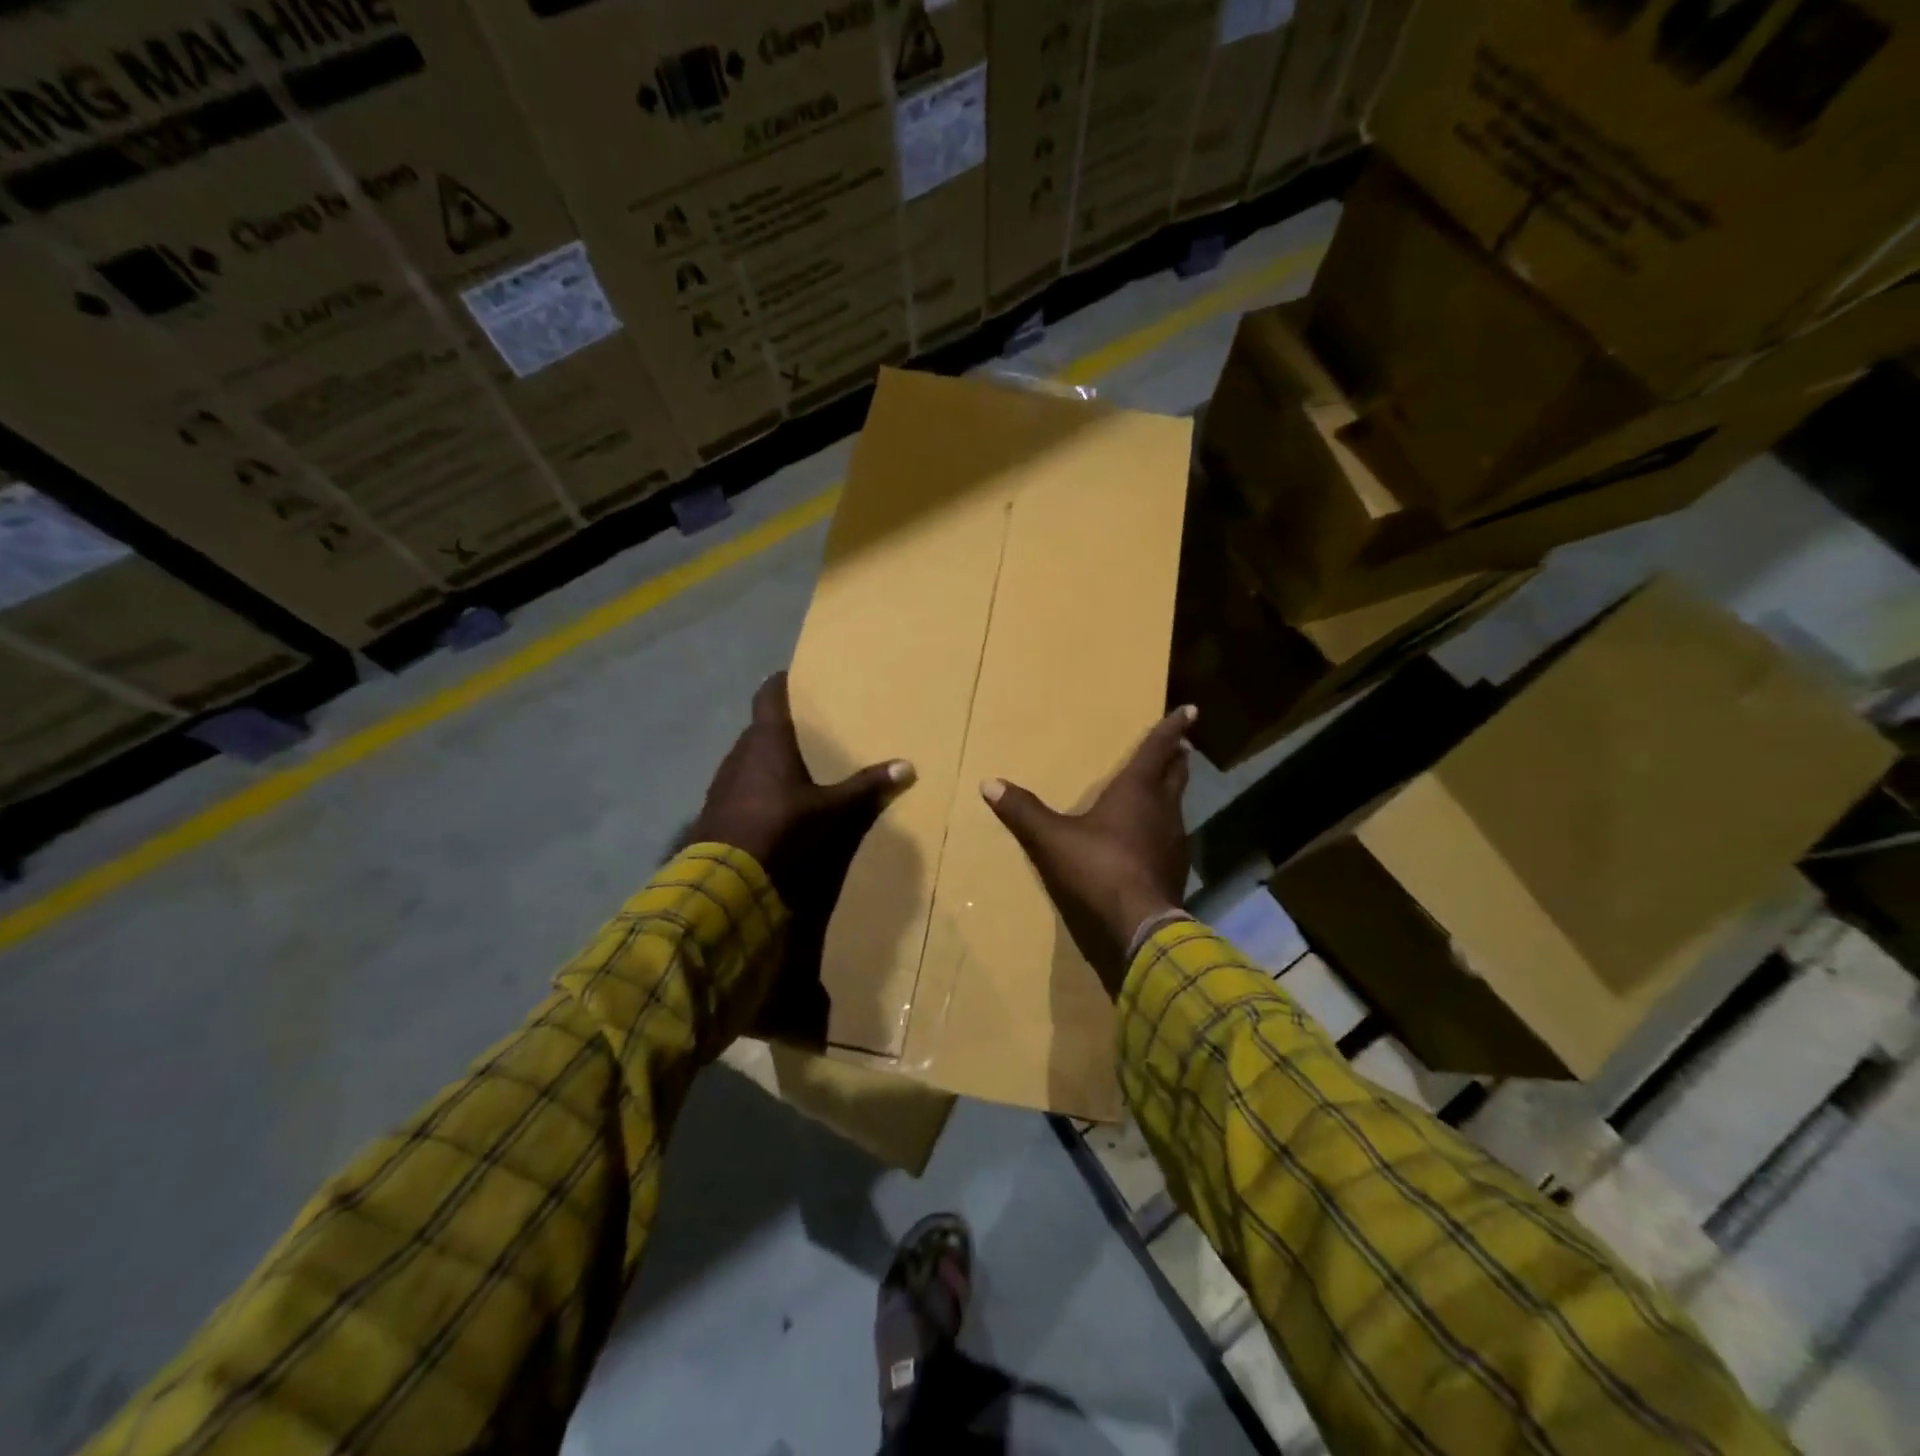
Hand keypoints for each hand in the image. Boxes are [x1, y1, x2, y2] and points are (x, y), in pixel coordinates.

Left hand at [693, 672, 914, 1026]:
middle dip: (779, 727)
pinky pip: (738, 784)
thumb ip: (865, 788)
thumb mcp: (830, 810)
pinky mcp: (714, 807)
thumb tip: (908, 767)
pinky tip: (769, 801)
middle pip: (759, 728)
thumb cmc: (781, 827)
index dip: (779, 683)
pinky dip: (753, 784)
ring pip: (746, 757)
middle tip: (804, 729)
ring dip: (764, 758)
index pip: (768, 697)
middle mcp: (740, 752)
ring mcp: (722, 780)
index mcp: (767, 741)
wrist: (724, 875)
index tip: (791, 675)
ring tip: (789, 766)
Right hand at [980, 705, 1195, 994]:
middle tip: (1180, 746)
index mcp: (1137, 791)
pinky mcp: (1176, 868)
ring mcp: (1174, 840)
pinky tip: (1153, 839)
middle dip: (1177, 757)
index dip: (1172, 727)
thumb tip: (989, 783)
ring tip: (1163, 788)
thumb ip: (1024, 812)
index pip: (1157, 749)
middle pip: (1176, 774)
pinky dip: (1165, 826)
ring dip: (1172, 792)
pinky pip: (1173, 835)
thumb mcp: (1053, 839)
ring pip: (1177, 805)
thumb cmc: (1099, 869)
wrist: (1141, 925)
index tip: (1191, 710)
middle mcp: (1163, 808)